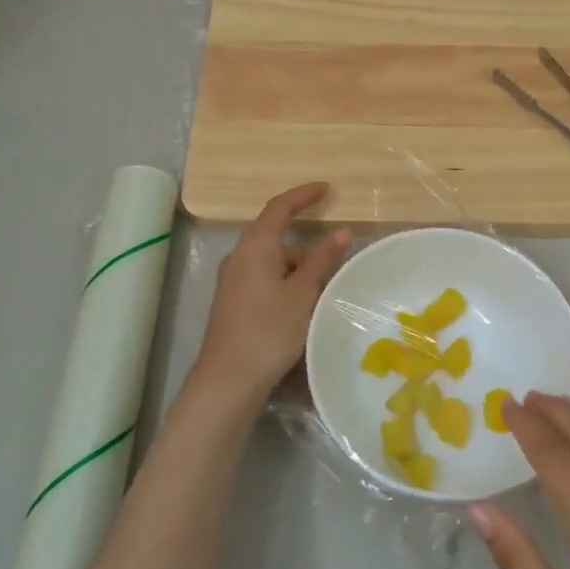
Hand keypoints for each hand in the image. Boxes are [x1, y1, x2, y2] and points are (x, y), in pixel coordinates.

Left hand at [188, 182, 349, 419]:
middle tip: (334, 252)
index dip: (303, 195)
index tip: (327, 189)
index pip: (279, 207)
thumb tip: (340, 232)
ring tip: (324, 287)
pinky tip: (302, 303)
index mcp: (255, 247)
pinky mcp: (233, 301)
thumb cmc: (269, 330)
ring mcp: (233, 280)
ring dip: (297, 266)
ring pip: (271, 260)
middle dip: (305, 241)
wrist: (229, 379)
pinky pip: (263, 277)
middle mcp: (239, 256)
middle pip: (274, 235)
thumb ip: (322, 260)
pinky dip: (285, 280)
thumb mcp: (303, 293)